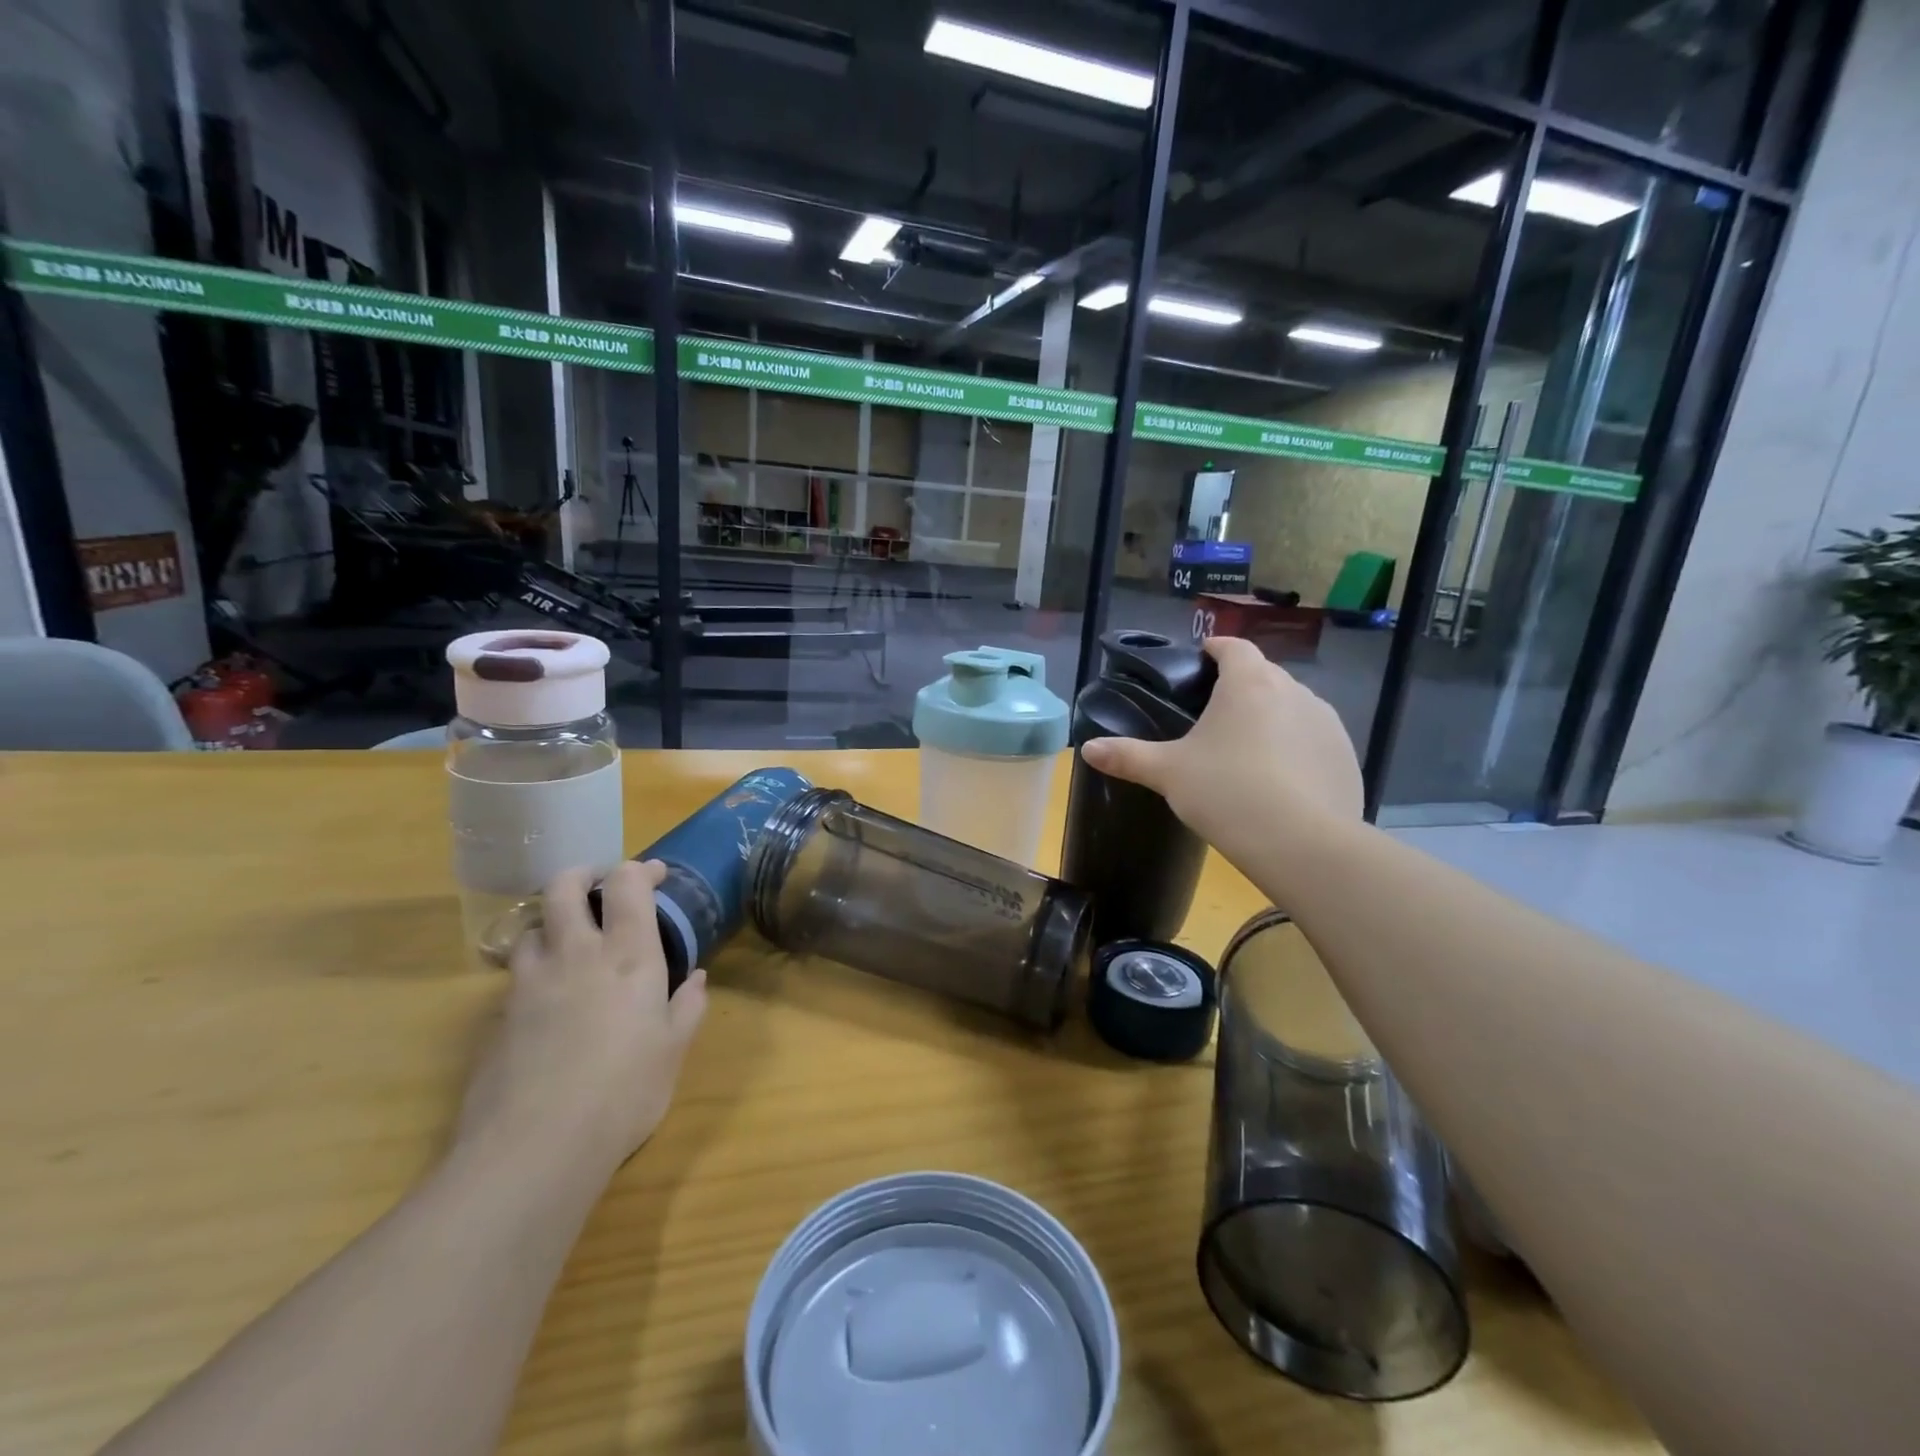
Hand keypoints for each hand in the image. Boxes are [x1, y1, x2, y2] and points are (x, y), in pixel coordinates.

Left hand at [455, 861, 707, 1180]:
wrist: (535, 1147)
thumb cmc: (624, 1093)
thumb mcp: (672, 1051)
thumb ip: (687, 1007)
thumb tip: (696, 979)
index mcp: (628, 955)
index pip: (627, 884)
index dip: (640, 870)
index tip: (655, 875)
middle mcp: (576, 954)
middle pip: (564, 886)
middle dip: (582, 875)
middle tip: (599, 886)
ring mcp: (530, 982)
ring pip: (533, 925)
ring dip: (553, 922)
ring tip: (569, 941)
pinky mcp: (499, 1015)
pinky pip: (516, 973)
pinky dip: (533, 967)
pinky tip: (546, 996)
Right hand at [1080, 636, 1362, 868]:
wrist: (1302, 843)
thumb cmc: (1226, 792)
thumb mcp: (1168, 773)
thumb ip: (1128, 756)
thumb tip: (1087, 749)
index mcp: (1249, 683)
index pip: (1234, 647)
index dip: (1216, 649)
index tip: (1202, 659)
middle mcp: (1294, 692)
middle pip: (1265, 675)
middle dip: (1242, 687)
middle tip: (1215, 716)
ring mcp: (1327, 724)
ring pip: (1293, 708)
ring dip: (1272, 718)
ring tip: (1248, 751)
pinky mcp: (1346, 757)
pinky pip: (1315, 741)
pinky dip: (1297, 750)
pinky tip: (1281, 782)